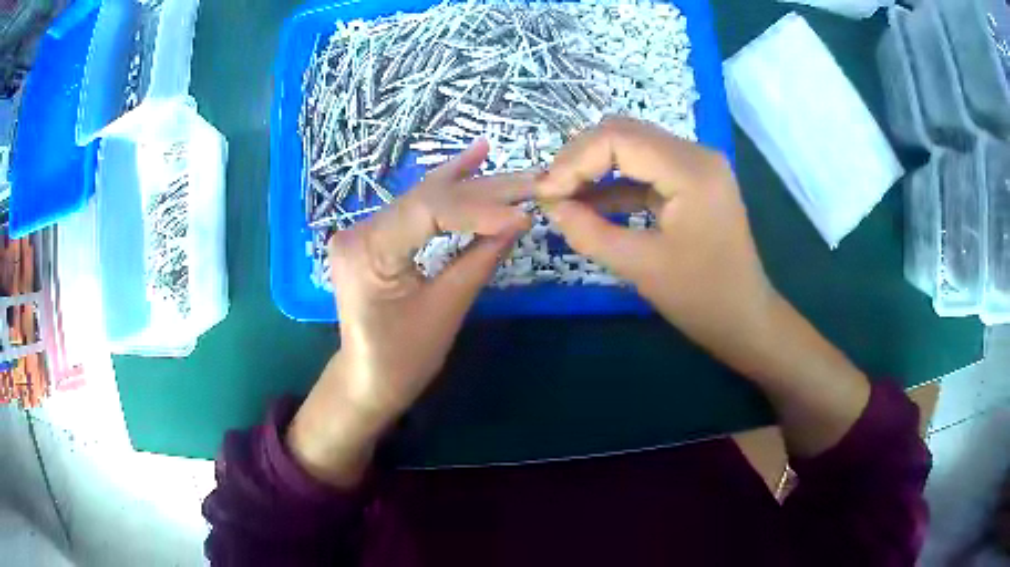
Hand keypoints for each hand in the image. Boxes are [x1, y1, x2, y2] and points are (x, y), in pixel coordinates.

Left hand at [288, 139, 532, 485]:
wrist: (367, 380)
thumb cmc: (403, 359)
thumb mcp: (445, 310)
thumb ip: (480, 259)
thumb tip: (519, 219)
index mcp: (368, 252)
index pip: (429, 211)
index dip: (480, 208)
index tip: (524, 214)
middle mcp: (358, 230)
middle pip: (428, 198)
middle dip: (483, 190)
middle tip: (531, 181)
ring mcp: (363, 230)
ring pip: (423, 198)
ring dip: (469, 183)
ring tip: (504, 159)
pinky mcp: (375, 235)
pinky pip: (415, 209)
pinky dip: (447, 190)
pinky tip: (470, 161)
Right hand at [538, 117, 868, 455]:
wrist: (746, 319)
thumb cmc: (702, 299)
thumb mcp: (641, 268)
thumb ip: (589, 232)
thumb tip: (551, 207)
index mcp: (692, 170)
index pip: (618, 139)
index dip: (574, 161)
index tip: (545, 194)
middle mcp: (696, 154)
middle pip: (624, 133)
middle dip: (581, 159)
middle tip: (551, 193)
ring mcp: (696, 165)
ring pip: (632, 145)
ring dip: (595, 166)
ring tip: (564, 196)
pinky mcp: (692, 181)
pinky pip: (645, 168)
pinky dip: (614, 181)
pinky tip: (590, 202)